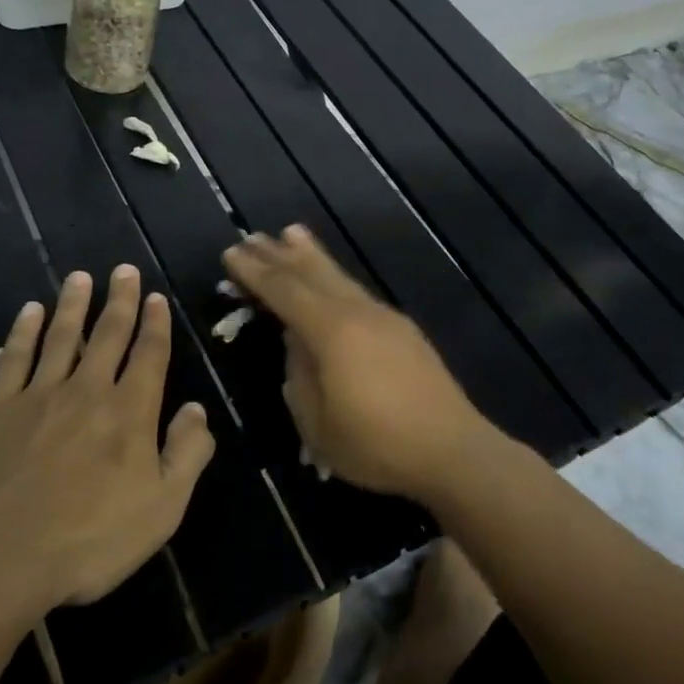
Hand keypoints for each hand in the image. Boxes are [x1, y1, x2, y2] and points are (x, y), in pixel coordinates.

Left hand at [0, 266, 215, 611]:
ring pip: (61, 337)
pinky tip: (29, 312)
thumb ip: (186, 455)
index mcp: (129, 412)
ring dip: (73, 305)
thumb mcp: (162, 508)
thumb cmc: (90, 539)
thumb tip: (196, 410)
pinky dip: (23, 332)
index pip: (149, 356)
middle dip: (120, 300)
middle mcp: (87, 391)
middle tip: (123, 270)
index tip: (156, 297)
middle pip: (108, 335)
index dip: (155, 324)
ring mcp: (38, 397)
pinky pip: (14, 360)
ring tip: (80, 277)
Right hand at [223, 227, 497, 501]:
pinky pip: (357, 292)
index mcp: (331, 331)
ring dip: (311, 256)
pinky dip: (336, 278)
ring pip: (339, 277)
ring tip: (291, 233)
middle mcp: (358, 313)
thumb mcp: (318, 423)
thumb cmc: (376, 445)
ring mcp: (384, 318)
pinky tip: (333, 282)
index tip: (231, 252)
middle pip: (312, 274)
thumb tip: (295, 342)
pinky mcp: (403, 331)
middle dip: (279, 255)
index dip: (255, 272)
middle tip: (252, 236)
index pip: (284, 291)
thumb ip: (299, 375)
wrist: (452, 451)